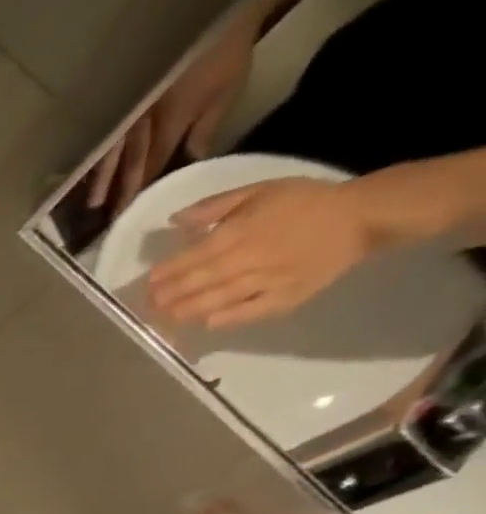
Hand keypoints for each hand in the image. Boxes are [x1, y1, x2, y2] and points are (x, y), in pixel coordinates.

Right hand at [87, 22, 253, 213]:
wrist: (211, 20)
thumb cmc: (223, 57)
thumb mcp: (225, 93)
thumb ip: (204, 130)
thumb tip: (190, 163)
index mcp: (167, 128)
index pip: (151, 168)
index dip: (140, 192)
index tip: (130, 215)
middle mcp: (142, 128)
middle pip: (128, 166)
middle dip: (119, 193)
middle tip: (109, 220)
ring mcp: (131, 117)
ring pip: (111, 156)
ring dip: (102, 181)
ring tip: (92, 204)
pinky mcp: (127, 106)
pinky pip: (110, 139)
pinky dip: (99, 158)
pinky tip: (91, 171)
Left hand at [148, 176, 374, 327]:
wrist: (363, 216)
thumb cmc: (304, 201)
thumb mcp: (260, 191)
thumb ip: (215, 207)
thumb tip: (174, 221)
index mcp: (241, 232)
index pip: (192, 257)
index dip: (166, 272)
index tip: (150, 281)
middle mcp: (249, 259)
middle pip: (198, 284)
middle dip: (168, 296)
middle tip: (150, 304)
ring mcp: (266, 282)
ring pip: (214, 302)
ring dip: (185, 311)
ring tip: (166, 316)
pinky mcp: (284, 298)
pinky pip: (246, 314)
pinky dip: (223, 319)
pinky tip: (205, 322)